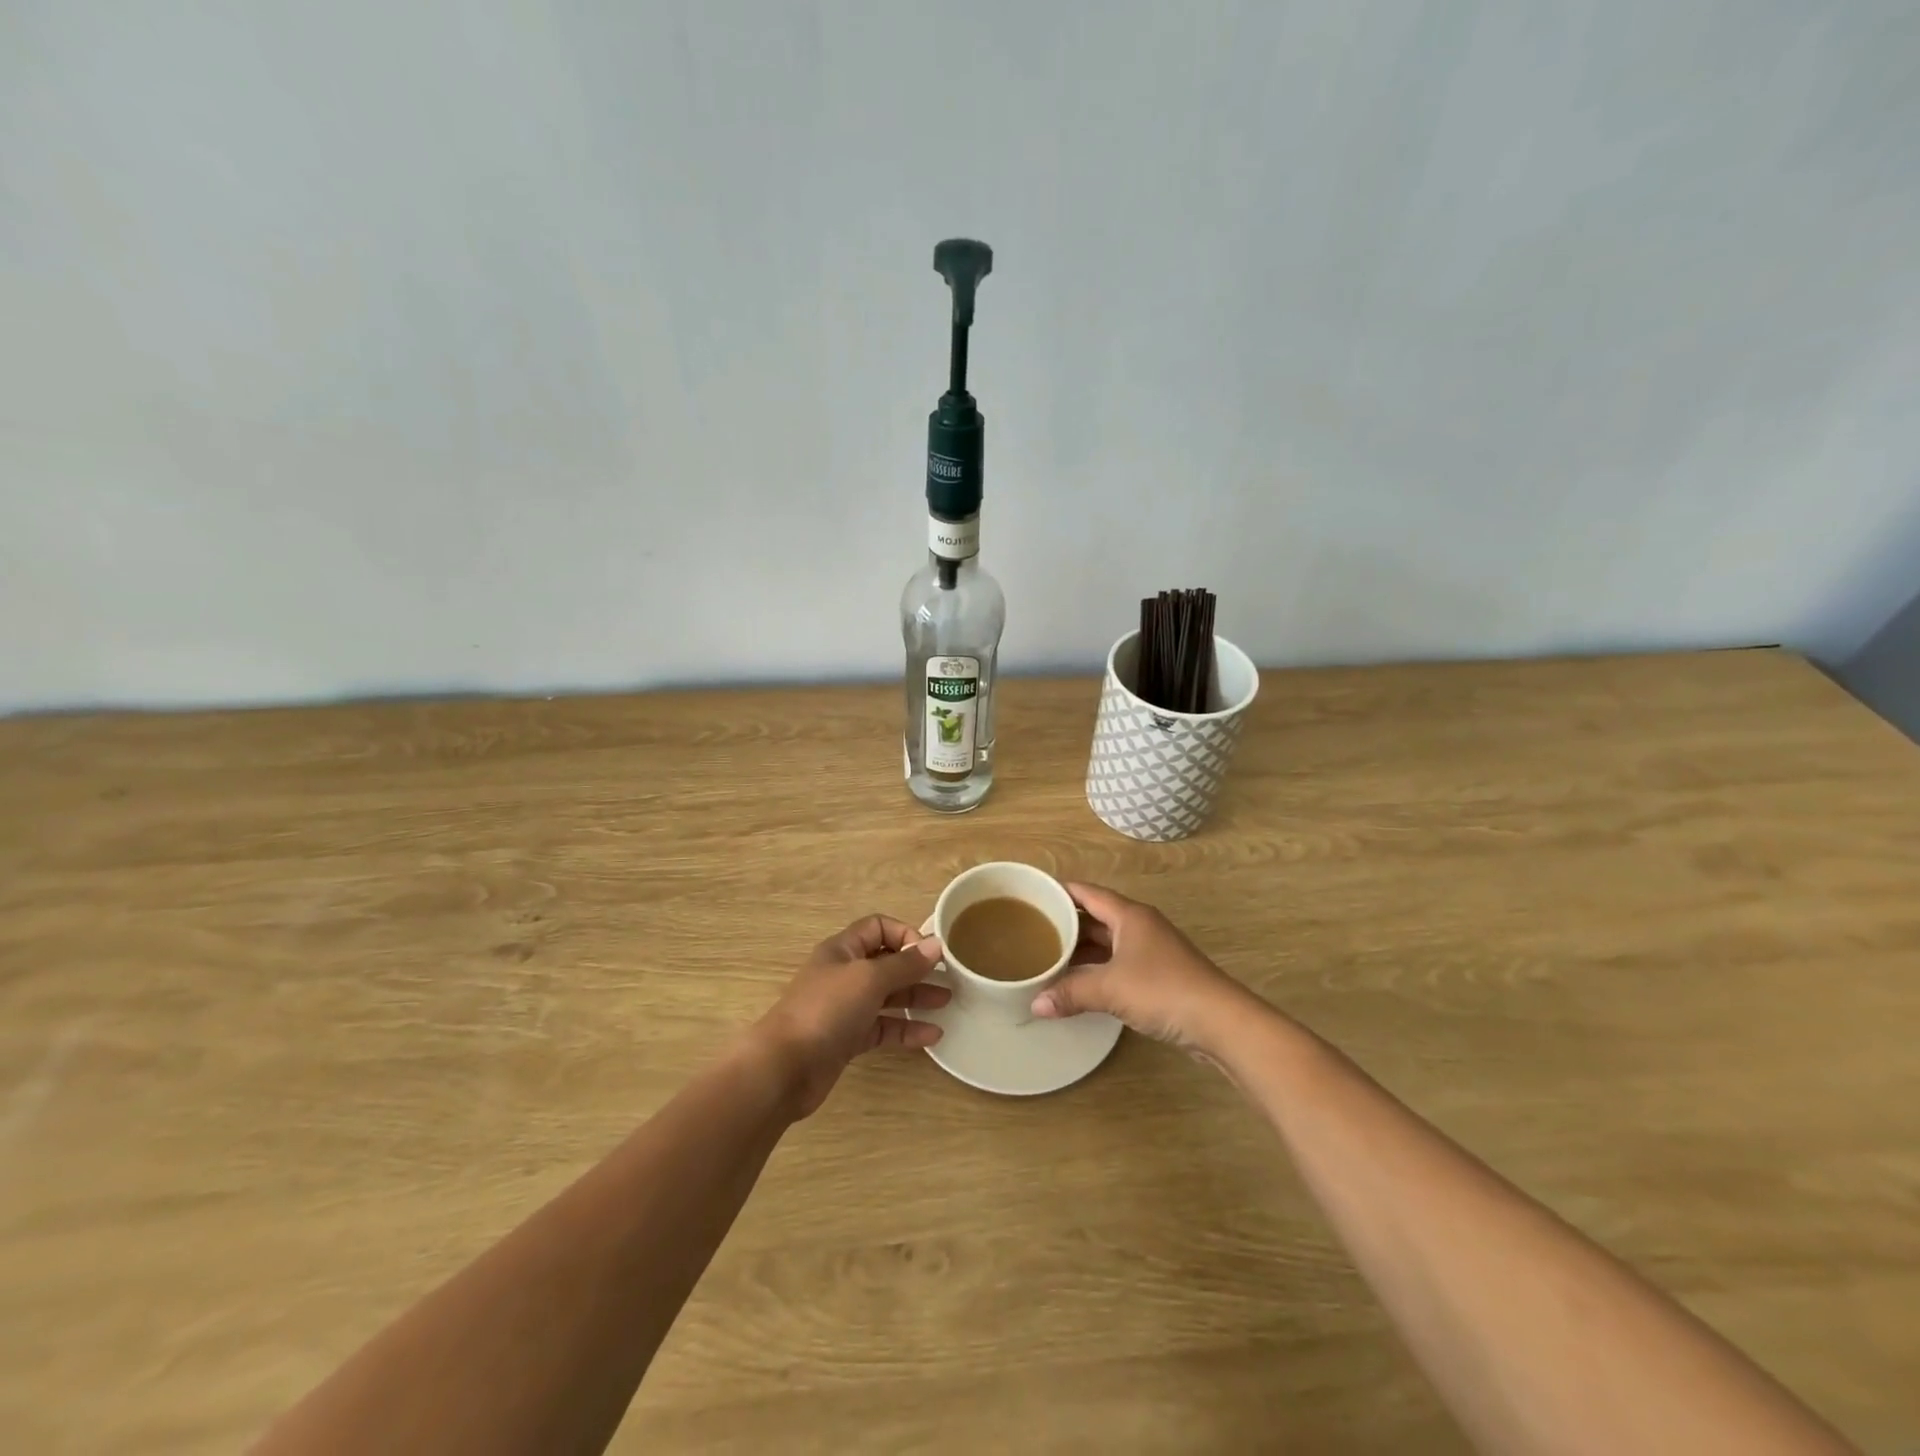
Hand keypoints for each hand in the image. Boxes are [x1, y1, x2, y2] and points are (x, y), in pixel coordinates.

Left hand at [751, 915, 949, 1118]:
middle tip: (949, 978)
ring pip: (887, 996)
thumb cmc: (826, 1010)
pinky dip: (906, 1029)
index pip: (878, 928)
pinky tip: (932, 1035)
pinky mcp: (847, 1039)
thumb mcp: (869, 979)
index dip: (905, 935)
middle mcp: (844, 974)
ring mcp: (845, 1008)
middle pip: (886, 962)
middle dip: (916, 968)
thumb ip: (904, 964)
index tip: (930, 954)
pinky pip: (883, 1028)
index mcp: (843, 950)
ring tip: (947, 1002)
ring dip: (916, 997)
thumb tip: (935, 945)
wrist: (785, 1067)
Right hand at [1031, 883, 1256, 1058]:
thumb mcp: (1110, 989)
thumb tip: (1035, 1005)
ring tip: (1049, 957)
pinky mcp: (1160, 976)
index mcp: (1129, 915)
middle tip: (1034, 931)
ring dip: (1082, 949)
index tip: (1033, 895)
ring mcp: (1152, 951)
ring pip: (1108, 942)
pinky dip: (1098, 969)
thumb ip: (1071, 993)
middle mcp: (1141, 926)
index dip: (1061, 891)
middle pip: (1097, 917)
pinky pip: (1119, 963)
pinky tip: (1080, 983)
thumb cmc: (1162, 989)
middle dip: (1068, 923)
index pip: (1088, 893)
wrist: (1220, 1021)